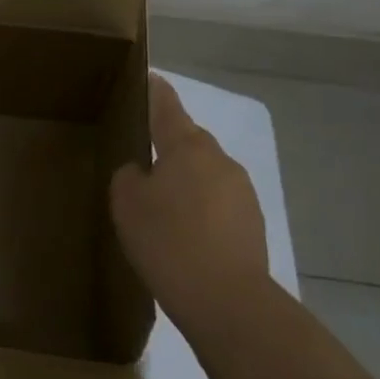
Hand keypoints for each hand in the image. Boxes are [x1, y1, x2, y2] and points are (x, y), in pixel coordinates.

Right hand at [110, 73, 271, 332]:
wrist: (226, 300)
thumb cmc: (167, 240)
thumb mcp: (127, 203)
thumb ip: (128, 177)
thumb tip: (141, 172)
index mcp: (187, 146)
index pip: (167, 105)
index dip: (154, 90)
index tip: (147, 77)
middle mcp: (219, 159)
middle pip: (188, 141)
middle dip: (166, 146)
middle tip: (139, 160)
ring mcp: (242, 191)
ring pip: (204, 174)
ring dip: (184, 182)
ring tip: (160, 208)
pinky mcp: (252, 223)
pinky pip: (217, 204)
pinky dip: (199, 210)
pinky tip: (183, 236)